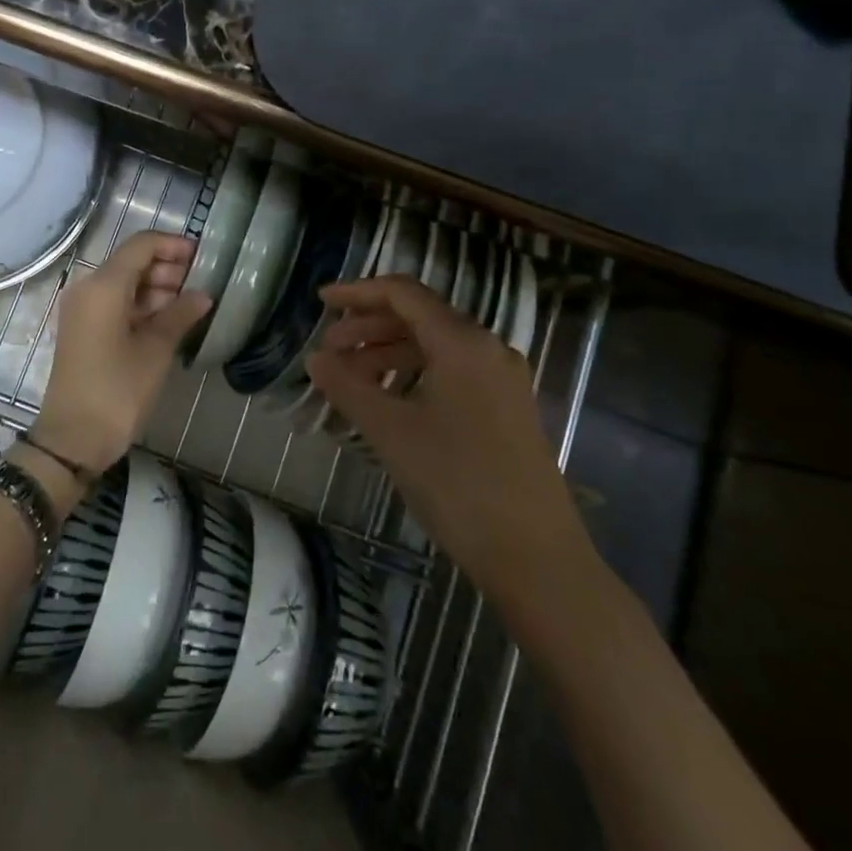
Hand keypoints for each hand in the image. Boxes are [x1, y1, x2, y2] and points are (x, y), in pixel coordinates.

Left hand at [33, 232, 210, 475]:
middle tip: (201, 285)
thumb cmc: (117, 391)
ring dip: (156, 288)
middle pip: (131, 262)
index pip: (141, 245)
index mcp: (103, 285)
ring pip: (124, 283)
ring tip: (190, 304)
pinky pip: (114, 303)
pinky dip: (141, 305)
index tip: (203, 257)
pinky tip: (168, 320)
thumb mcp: (156, 350)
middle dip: (167, 268)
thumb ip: (181, 314)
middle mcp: (88, 288)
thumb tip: (203, 295)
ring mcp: (82, 309)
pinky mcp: (82, 329)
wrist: (73, 439)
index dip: (173, 245)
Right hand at [306, 275, 592, 611]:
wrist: (536, 559)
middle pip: (419, 316)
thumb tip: (315, 358)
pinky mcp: (507, 408)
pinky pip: (452, 371)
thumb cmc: (458, 484)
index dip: (357, 291)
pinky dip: (414, 374)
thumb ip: (347, 386)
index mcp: (462, 342)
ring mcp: (502, 379)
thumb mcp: (391, 432)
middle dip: (368, 326)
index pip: (403, 293)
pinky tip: (389, 400)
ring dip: (388, 352)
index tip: (320, 302)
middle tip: (329, 349)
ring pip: (435, 346)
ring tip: (350, 378)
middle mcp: (487, 349)